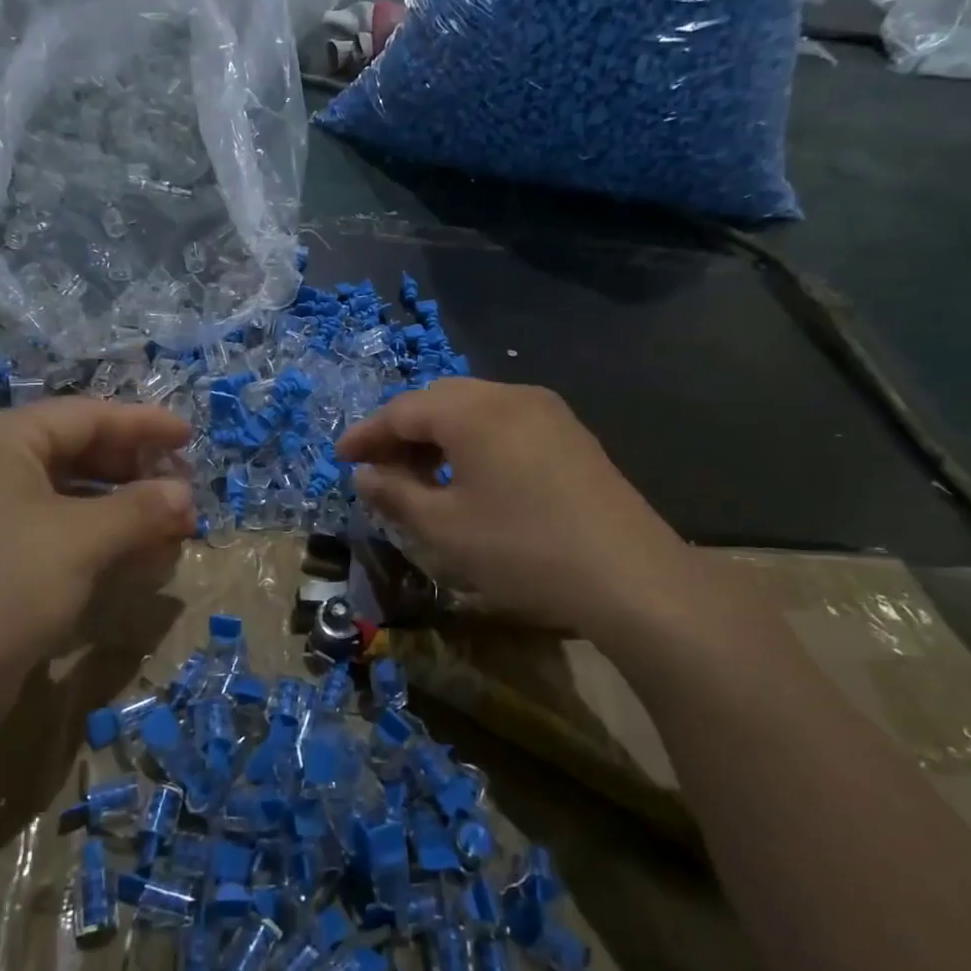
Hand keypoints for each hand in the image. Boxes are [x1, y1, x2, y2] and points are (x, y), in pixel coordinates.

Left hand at [0, 400, 194, 708]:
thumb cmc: (1, 588)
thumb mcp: (81, 541)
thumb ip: (141, 508)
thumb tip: (186, 494)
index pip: (86, 415)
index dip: (144, 424)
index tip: (191, 436)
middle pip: (80, 452)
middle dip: (137, 474)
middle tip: (185, 494)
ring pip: (73, 496)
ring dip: (126, 511)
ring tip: (174, 531)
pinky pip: (58, 530)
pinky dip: (101, 539)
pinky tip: (140, 558)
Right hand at [336, 379, 719, 647]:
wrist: (629, 575)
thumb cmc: (522, 549)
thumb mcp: (444, 528)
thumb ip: (395, 494)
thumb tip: (364, 474)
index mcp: (472, 411)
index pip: (403, 410)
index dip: (367, 434)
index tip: (341, 458)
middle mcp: (509, 396)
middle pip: (439, 401)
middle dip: (402, 432)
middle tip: (378, 468)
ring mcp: (547, 411)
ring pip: (474, 409)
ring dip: (439, 436)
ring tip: (420, 476)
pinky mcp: (571, 434)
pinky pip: (505, 423)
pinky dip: (474, 441)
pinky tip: (470, 478)